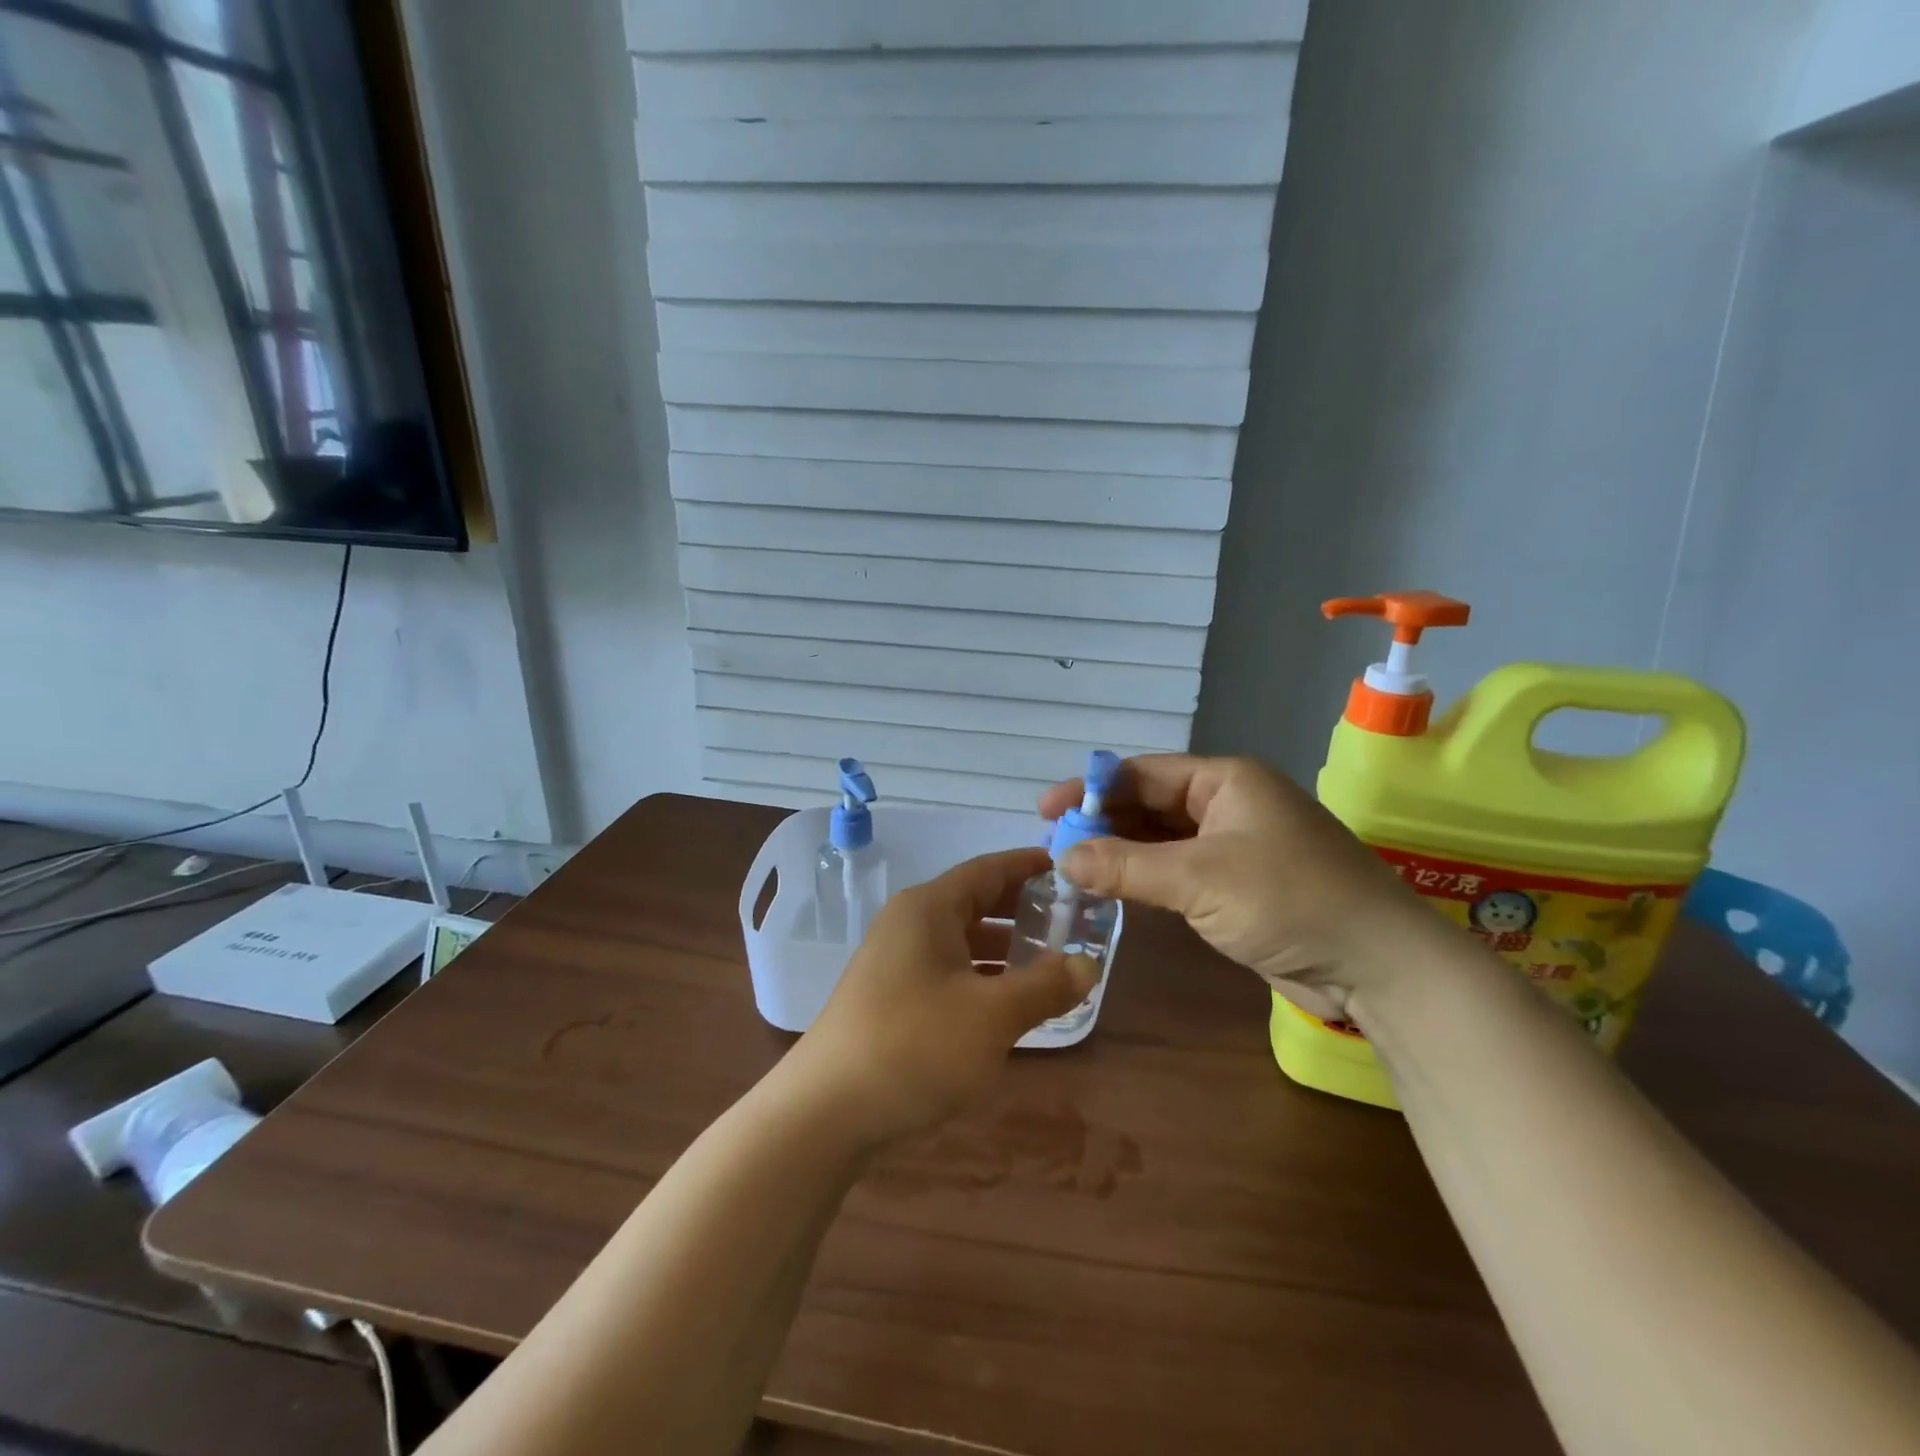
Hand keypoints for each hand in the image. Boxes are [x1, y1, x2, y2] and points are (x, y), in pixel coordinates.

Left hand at [790, 848, 1099, 1147]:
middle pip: (974, 902)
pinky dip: (980, 977)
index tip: (1066, 868)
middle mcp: (909, 924)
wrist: (826, 1111)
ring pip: (960, 941)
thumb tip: (1089, 964)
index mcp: (929, 909)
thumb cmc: (915, 1046)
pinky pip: (946, 971)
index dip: (1028, 866)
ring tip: (1048, 963)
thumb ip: (1045, 986)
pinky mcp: (889, 997)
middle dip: (1021, 910)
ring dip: (1003, 948)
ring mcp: (894, 961)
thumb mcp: (992, 1016)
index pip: (987, 870)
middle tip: (1069, 920)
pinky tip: (1006, 1004)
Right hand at [1039, 754, 1433, 1019]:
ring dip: (1120, 852)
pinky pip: (1178, 871)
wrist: (1378, 965)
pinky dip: (1144, 878)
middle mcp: (1228, 804)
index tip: (1047, 812)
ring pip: (1161, 840)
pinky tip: (1112, 888)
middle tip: (1054, 846)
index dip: (1091, 789)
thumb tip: (1062, 857)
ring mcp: (1234, 846)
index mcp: (1225, 780)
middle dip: (1103, 822)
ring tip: (1071, 867)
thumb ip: (1126, 866)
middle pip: (1150, 803)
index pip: (1143, 773)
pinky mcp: (1237, 886)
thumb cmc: (1290, 900)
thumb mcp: (1199, 879)